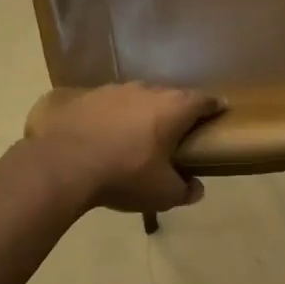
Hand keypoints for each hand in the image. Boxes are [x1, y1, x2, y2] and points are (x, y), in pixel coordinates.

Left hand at [27, 83, 223, 213]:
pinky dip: (114, 116)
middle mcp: (148, 91)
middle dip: (177, 111)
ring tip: (140, 132)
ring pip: (139, 98)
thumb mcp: (162, 193)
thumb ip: (184, 190)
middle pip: (171, 96)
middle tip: (178, 129)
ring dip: (143, 112)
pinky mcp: (87, 97)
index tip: (220, 110)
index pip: (203, 100)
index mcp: (174, 108)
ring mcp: (115, 90)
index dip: (214, 106)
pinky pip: (110, 105)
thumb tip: (196, 189)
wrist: (64, 164)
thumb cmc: (125, 174)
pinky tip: (107, 134)